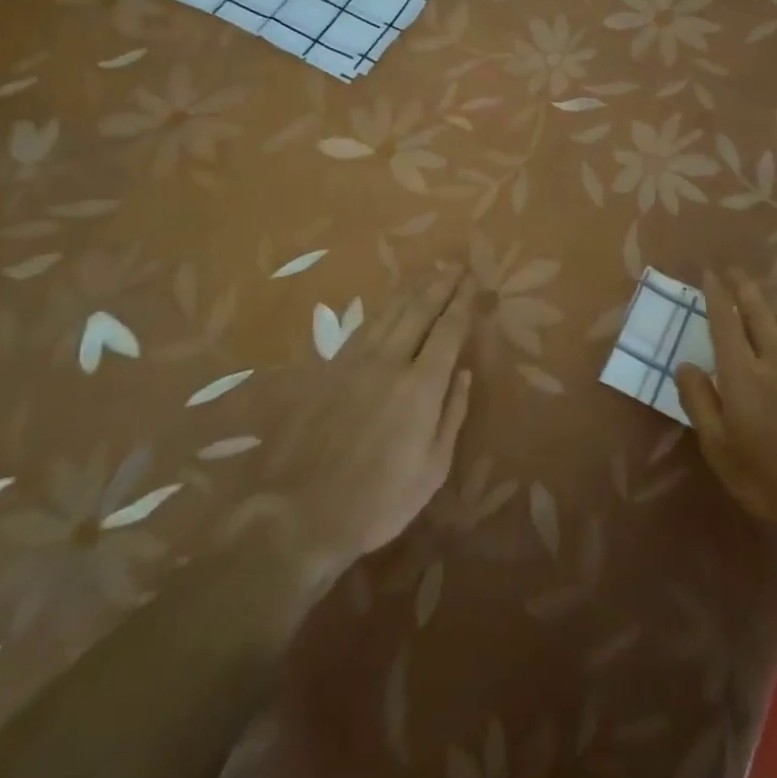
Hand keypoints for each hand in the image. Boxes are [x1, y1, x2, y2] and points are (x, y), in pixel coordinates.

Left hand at [256, 274, 476, 581]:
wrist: (301, 512)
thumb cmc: (378, 500)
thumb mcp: (432, 469)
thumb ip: (451, 414)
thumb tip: (463, 373)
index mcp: (421, 386)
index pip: (448, 330)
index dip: (463, 302)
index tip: (475, 281)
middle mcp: (390, 361)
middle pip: (419, 310)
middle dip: (441, 285)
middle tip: (456, 266)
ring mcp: (356, 362)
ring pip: (390, 312)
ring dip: (412, 289)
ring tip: (429, 273)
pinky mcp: (330, 369)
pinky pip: (364, 327)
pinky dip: (383, 308)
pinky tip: (390, 304)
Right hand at [674, 271, 776, 556]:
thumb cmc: (772, 482)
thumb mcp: (721, 452)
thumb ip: (699, 403)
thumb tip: (685, 365)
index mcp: (742, 374)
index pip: (725, 321)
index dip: (716, 294)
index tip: (709, 275)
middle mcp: (775, 357)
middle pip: (758, 310)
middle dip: (743, 286)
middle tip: (734, 271)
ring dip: (771, 302)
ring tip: (763, 296)